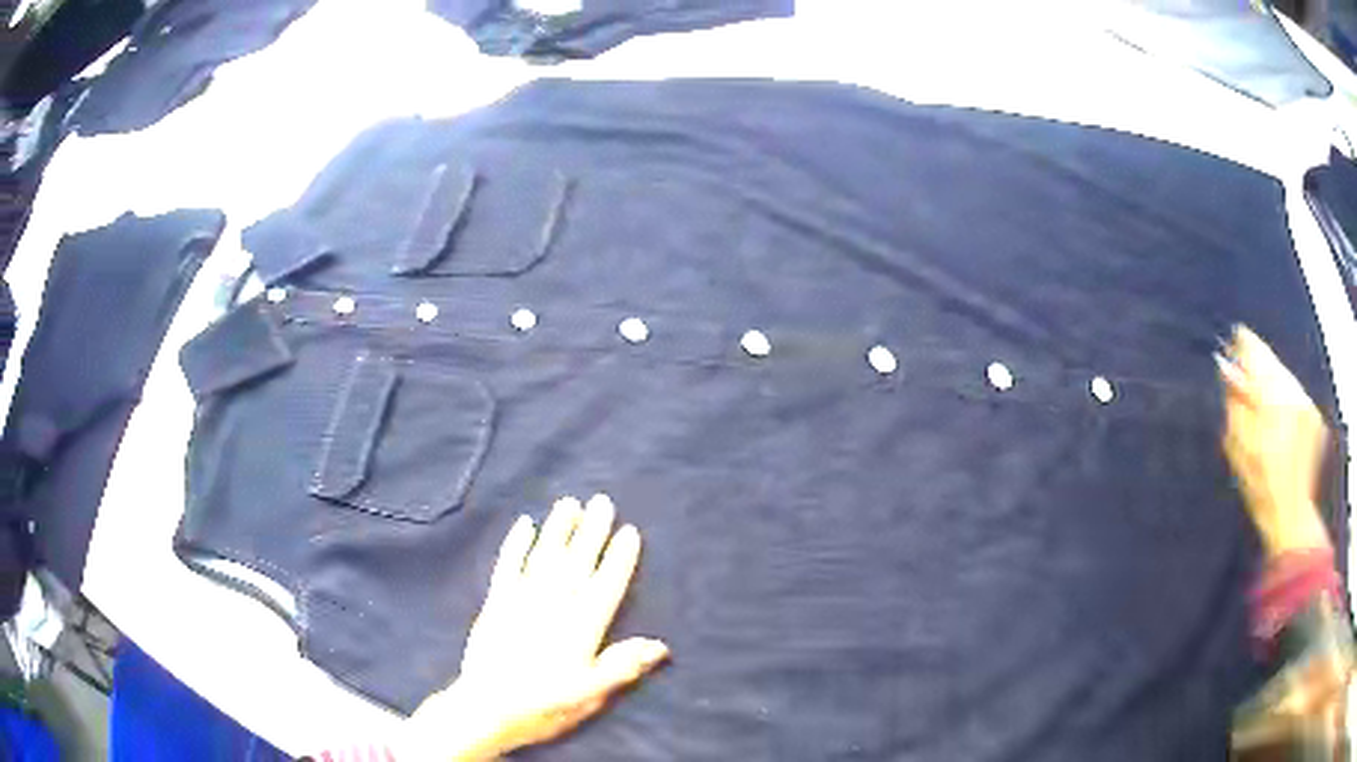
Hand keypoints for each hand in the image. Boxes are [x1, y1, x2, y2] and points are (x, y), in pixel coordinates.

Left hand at [400, 495, 669, 760]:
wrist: (486, 708)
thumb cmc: (544, 706)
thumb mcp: (590, 695)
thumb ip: (622, 666)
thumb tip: (660, 645)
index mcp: (581, 628)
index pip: (606, 585)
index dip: (619, 558)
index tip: (629, 530)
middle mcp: (554, 606)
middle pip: (577, 562)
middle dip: (592, 531)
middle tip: (603, 501)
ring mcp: (522, 601)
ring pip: (544, 556)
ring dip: (558, 529)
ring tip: (569, 503)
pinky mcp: (496, 603)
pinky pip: (507, 566)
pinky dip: (516, 544)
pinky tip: (524, 524)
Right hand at [1217, 325, 1331, 555]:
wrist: (1292, 517)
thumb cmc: (1260, 487)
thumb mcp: (1237, 448)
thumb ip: (1234, 403)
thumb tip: (1227, 369)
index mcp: (1270, 395)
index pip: (1254, 350)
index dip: (1241, 346)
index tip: (1232, 345)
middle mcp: (1291, 389)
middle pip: (1271, 362)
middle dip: (1258, 368)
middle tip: (1244, 381)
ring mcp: (1306, 401)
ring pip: (1285, 377)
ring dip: (1272, 384)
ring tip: (1262, 407)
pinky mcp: (1314, 415)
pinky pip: (1295, 394)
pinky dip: (1285, 400)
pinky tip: (1279, 422)